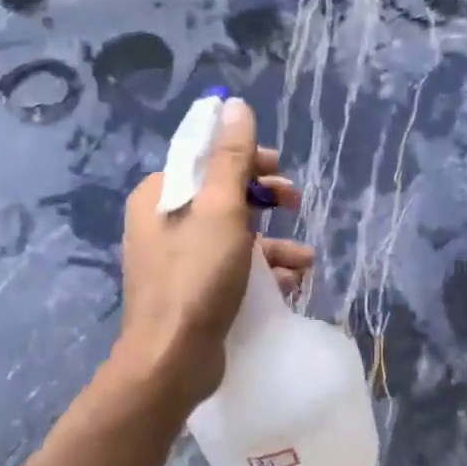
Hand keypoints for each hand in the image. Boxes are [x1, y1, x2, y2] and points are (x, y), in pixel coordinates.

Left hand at [113, 98, 312, 407]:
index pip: (206, 158)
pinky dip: (263, 270)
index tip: (280, 172)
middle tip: (296, 205)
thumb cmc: (196, 277)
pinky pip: (232, 267)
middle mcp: (163, 222)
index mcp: (160, 195)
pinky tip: (290, 283)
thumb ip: (230, 157)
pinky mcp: (192, 291)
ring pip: (233, 234)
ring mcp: (176, 259)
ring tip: (305, 258)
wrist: (171, 361)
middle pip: (223, 195)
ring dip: (273, 242)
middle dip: (266, 201)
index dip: (248, 160)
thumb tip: (233, 104)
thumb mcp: (221, 210)